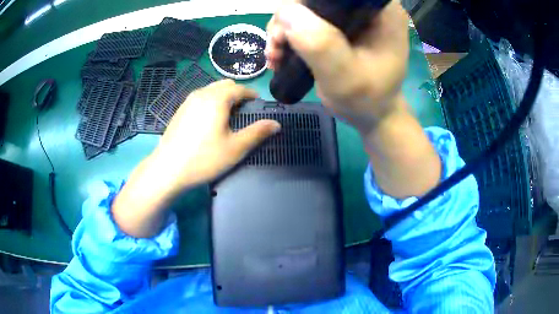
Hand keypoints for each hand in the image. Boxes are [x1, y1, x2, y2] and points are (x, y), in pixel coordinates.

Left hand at [153, 79, 280, 189]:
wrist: (168, 169)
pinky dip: (210, 101)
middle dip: (238, 93)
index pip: (240, 88)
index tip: (258, 106)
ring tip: (228, 116)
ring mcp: (188, 101)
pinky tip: (209, 121)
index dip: (252, 95)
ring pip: (211, 89)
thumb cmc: (204, 158)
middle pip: (225, 85)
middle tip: (244, 112)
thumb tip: (276, 124)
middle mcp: (202, 93)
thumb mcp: (235, 148)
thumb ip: (257, 133)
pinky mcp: (180, 110)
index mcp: (217, 98)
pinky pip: (200, 97)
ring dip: (223, 96)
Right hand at [266, 0, 408, 133]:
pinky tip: (280, 55)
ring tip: (276, 56)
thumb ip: (321, 44)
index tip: (290, 28)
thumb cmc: (367, 99)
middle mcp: (363, 5)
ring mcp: (347, 14)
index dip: (306, 3)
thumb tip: (286, 12)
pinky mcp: (334, 24)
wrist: (368, 113)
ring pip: (304, 7)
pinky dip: (286, 35)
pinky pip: (303, 19)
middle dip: (289, 18)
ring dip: (283, 29)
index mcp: (380, 10)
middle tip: (278, 47)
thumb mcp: (347, 78)